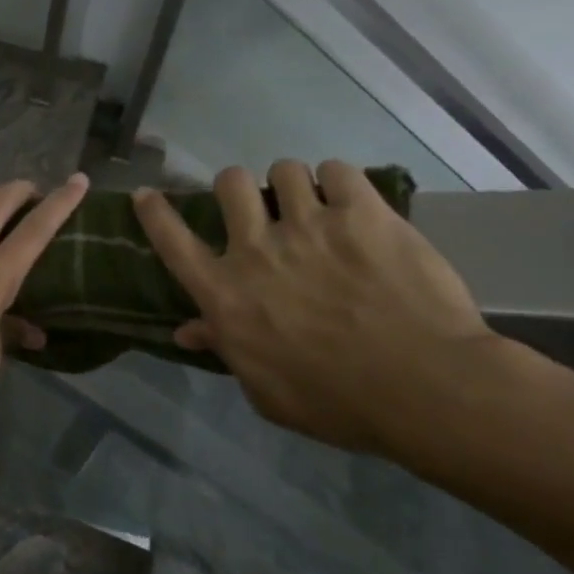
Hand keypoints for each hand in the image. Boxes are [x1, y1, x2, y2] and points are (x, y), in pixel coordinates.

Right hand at [133, 160, 505, 455]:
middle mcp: (256, 249)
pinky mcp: (361, 214)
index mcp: (226, 293)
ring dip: (293, 184)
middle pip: (229, 184)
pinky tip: (352, 202)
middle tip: (260, 207)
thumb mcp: (267, 391)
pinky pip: (338, 170)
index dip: (154, 213)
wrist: (427, 391)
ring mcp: (308, 226)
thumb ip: (225, 350)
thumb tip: (187, 331)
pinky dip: (341, 182)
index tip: (146, 194)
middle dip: (238, 188)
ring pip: (283, 170)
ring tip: (314, 202)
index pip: (172, 241)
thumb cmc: (339, 403)